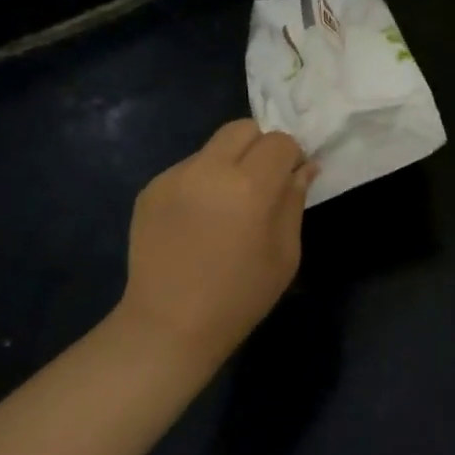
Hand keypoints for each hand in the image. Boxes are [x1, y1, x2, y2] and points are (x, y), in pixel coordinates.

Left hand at [121, 120, 315, 365]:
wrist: (168, 326)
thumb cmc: (239, 297)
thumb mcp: (284, 254)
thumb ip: (294, 201)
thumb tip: (304, 167)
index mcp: (248, 187)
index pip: (279, 141)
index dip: (290, 156)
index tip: (289, 180)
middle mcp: (208, 170)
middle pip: (242, 128)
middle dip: (259, 147)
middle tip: (261, 184)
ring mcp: (174, 177)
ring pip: (213, 147)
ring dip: (229, 164)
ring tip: (225, 207)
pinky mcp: (150, 189)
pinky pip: (187, 169)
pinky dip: (201, 182)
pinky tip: (198, 221)